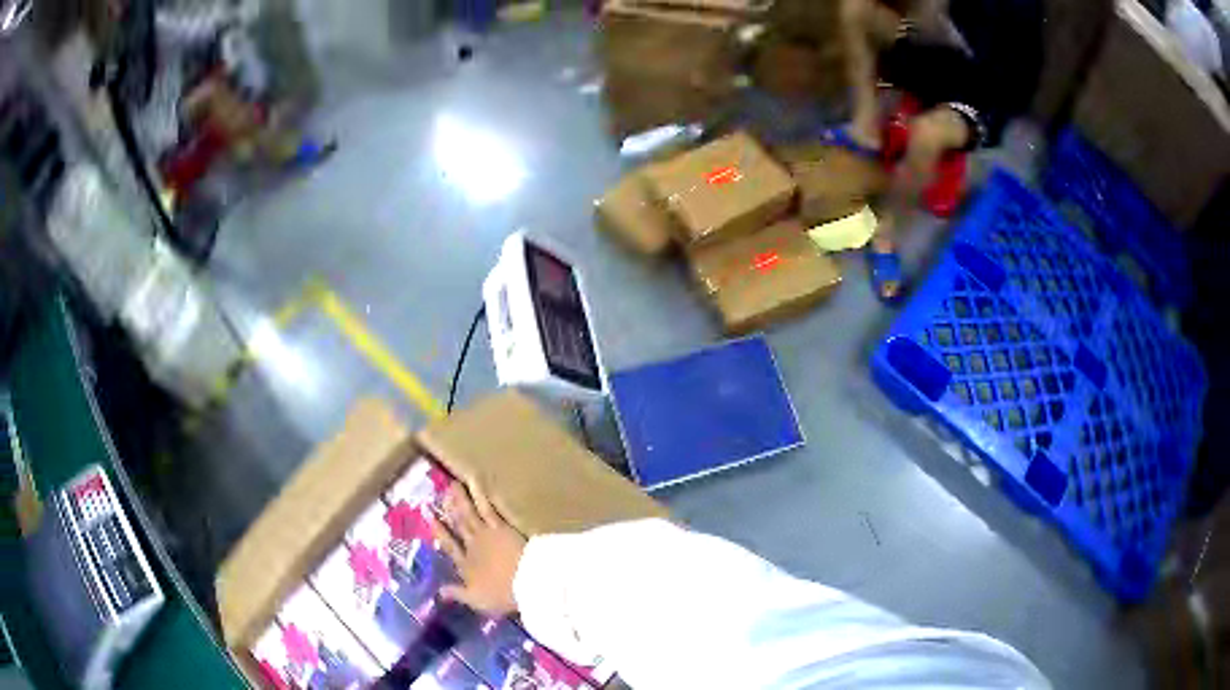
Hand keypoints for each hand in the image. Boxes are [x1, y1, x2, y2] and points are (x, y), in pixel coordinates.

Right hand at [430, 482, 525, 615]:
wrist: (525, 581)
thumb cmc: (501, 594)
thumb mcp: (476, 600)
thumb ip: (457, 594)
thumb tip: (439, 591)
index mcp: (466, 565)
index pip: (450, 546)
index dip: (440, 532)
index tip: (430, 518)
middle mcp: (472, 546)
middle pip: (459, 525)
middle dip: (449, 510)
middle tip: (440, 494)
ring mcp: (486, 534)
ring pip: (469, 513)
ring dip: (460, 499)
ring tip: (453, 485)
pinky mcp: (501, 526)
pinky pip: (487, 507)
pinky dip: (479, 494)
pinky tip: (474, 481)